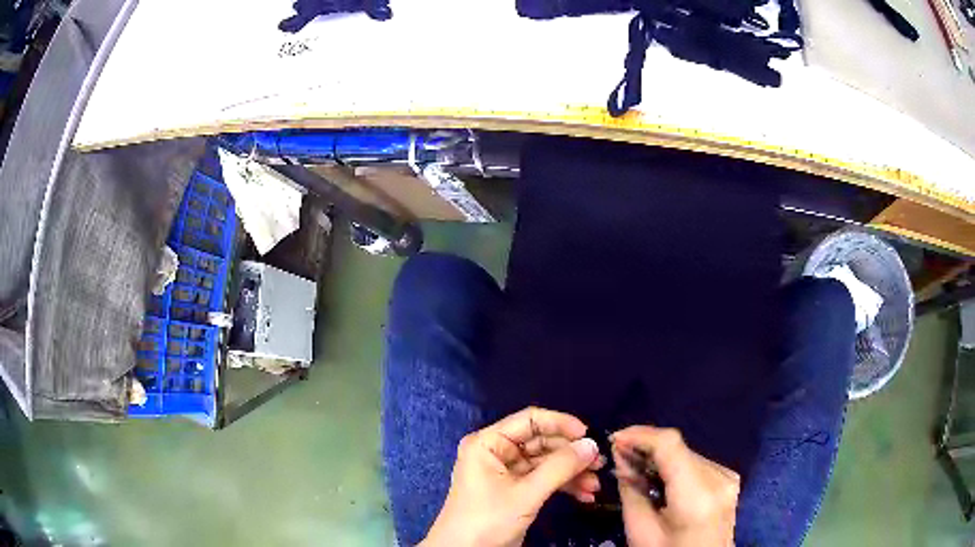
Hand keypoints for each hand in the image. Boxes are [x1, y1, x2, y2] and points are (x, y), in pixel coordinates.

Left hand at [420, 407, 603, 546]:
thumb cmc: (487, 520)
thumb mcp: (525, 494)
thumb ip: (560, 468)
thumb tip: (592, 444)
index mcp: (488, 443)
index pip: (530, 420)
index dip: (561, 424)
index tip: (589, 435)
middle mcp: (497, 452)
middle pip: (542, 442)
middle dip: (571, 454)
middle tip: (600, 463)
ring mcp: (506, 472)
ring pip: (546, 463)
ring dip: (572, 472)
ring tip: (596, 484)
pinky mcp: (515, 491)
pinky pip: (544, 480)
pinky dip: (564, 486)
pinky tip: (585, 495)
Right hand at [611, 426, 738, 546]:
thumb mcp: (640, 531)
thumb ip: (631, 489)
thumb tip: (621, 454)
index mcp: (697, 496)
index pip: (670, 445)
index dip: (640, 435)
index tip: (615, 440)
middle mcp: (719, 478)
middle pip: (678, 448)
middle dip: (646, 447)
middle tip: (619, 457)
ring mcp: (728, 477)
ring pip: (686, 453)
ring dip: (659, 456)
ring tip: (636, 470)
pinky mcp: (729, 479)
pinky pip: (696, 462)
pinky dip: (675, 465)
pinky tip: (660, 478)